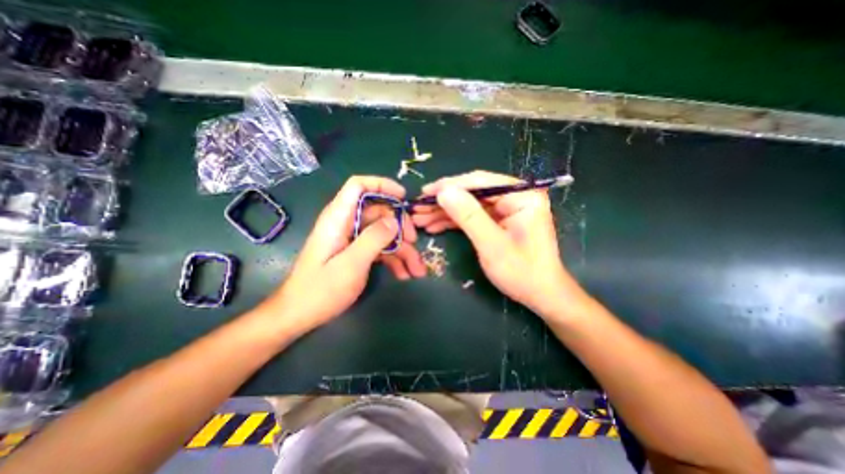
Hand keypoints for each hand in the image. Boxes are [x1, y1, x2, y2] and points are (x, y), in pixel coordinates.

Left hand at [255, 176, 429, 335]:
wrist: (300, 315)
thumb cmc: (321, 290)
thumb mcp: (351, 264)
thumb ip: (373, 238)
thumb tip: (395, 220)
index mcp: (338, 218)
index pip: (358, 186)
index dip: (381, 185)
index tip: (403, 197)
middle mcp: (346, 224)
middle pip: (379, 211)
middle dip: (400, 226)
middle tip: (414, 243)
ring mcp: (352, 239)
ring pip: (383, 233)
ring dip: (402, 250)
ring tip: (417, 270)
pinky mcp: (356, 253)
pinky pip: (380, 249)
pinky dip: (394, 260)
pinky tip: (405, 274)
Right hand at [415, 170, 584, 318]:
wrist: (540, 294)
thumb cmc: (522, 272)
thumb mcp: (492, 245)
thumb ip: (469, 216)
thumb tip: (444, 192)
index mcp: (522, 195)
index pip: (480, 181)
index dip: (450, 186)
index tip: (425, 192)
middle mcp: (515, 196)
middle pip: (472, 192)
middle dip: (443, 201)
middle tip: (418, 207)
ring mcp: (506, 208)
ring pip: (469, 204)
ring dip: (444, 212)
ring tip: (420, 218)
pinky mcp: (498, 220)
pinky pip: (472, 215)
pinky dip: (453, 221)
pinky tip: (434, 225)